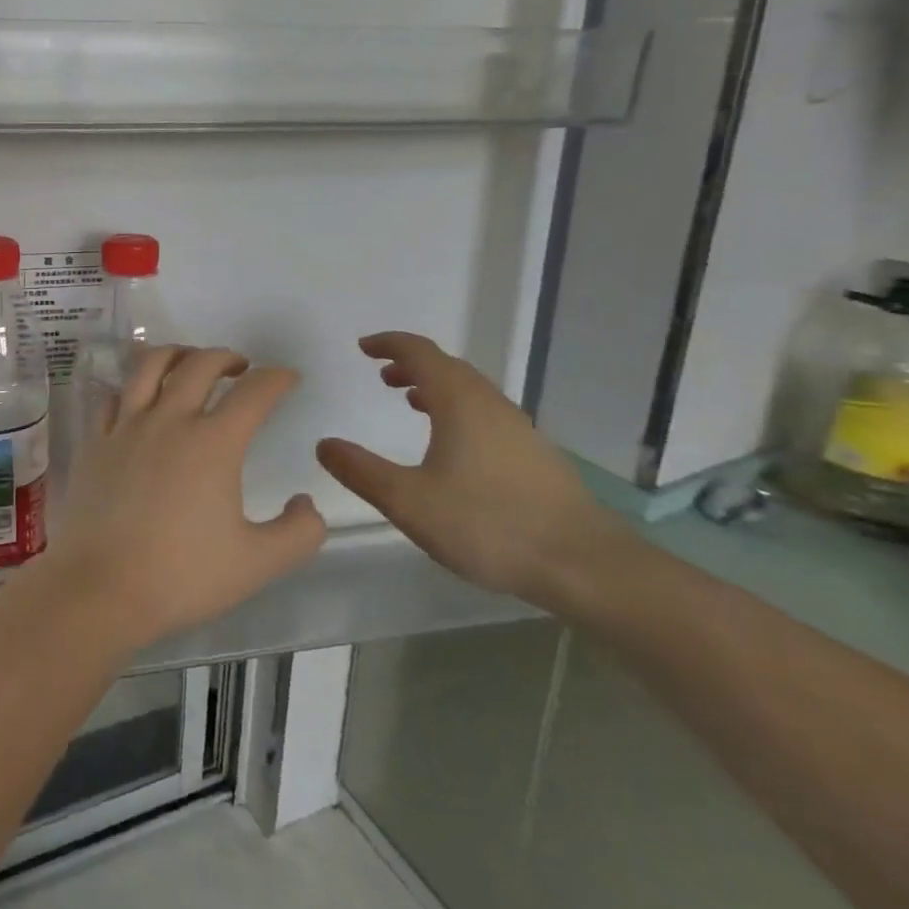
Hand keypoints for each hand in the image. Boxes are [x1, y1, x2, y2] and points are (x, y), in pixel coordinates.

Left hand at [33, 347, 327, 649]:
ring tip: (188, 362)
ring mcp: (126, 426)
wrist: (100, 588)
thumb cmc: (182, 576)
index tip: (287, 378)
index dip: (277, 378)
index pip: (254, 392)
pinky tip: (137, 397)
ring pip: (149, 366)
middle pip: (199, 365)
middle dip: (226, 356)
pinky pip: (112, 396)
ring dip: (176, 354)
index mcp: (214, 443)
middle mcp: (169, 420)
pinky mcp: (94, 441)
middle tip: (239, 367)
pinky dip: (130, 386)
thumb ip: (299, 532)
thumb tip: (307, 503)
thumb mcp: (258, 563)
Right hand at [315, 332, 628, 612]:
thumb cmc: (489, 524)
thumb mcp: (409, 501)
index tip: (364, 347)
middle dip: (411, 364)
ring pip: (470, 390)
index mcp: (460, 403)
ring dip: (435, 386)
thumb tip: (324, 445)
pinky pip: (485, 413)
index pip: (420, 353)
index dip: (389, 344)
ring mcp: (518, 429)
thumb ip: (361, 471)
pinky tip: (452, 444)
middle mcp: (490, 405)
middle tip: (382, 375)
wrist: (584, 564)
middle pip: (448, 367)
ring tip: (410, 401)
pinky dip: (456, 409)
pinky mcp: (533, 455)